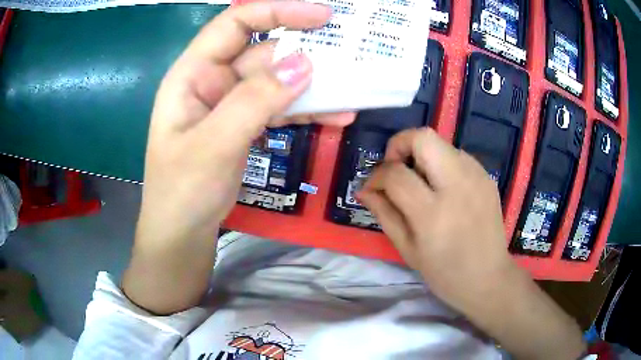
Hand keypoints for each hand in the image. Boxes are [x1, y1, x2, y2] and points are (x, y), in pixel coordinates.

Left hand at [125, 1, 354, 313]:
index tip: (322, 16)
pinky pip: (279, 109)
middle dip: (305, 52)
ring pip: (276, 82)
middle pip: (262, 52)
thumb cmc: (182, 193)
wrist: (181, 238)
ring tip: (352, 92)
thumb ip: (255, 100)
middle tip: (350, 55)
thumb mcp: (214, 145)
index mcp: (192, 74)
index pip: (235, 24)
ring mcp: (229, 106)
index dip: (277, 11)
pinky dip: (305, 110)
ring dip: (312, 86)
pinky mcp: (243, 127)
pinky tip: (335, 116)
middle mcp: (211, 82)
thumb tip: (305, 63)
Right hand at [358, 128, 513, 308]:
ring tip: (420, 183)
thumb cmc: (445, 273)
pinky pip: (456, 155)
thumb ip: (384, 214)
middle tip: (395, 169)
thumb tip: (365, 189)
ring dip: (421, 155)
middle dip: (400, 145)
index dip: (376, 175)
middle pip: (423, 138)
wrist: (489, 278)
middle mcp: (458, 186)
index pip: (396, 174)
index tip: (372, 187)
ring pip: (440, 142)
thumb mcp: (407, 250)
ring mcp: (477, 177)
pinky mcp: (487, 176)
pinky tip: (442, 188)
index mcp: (433, 214)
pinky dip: (441, 163)